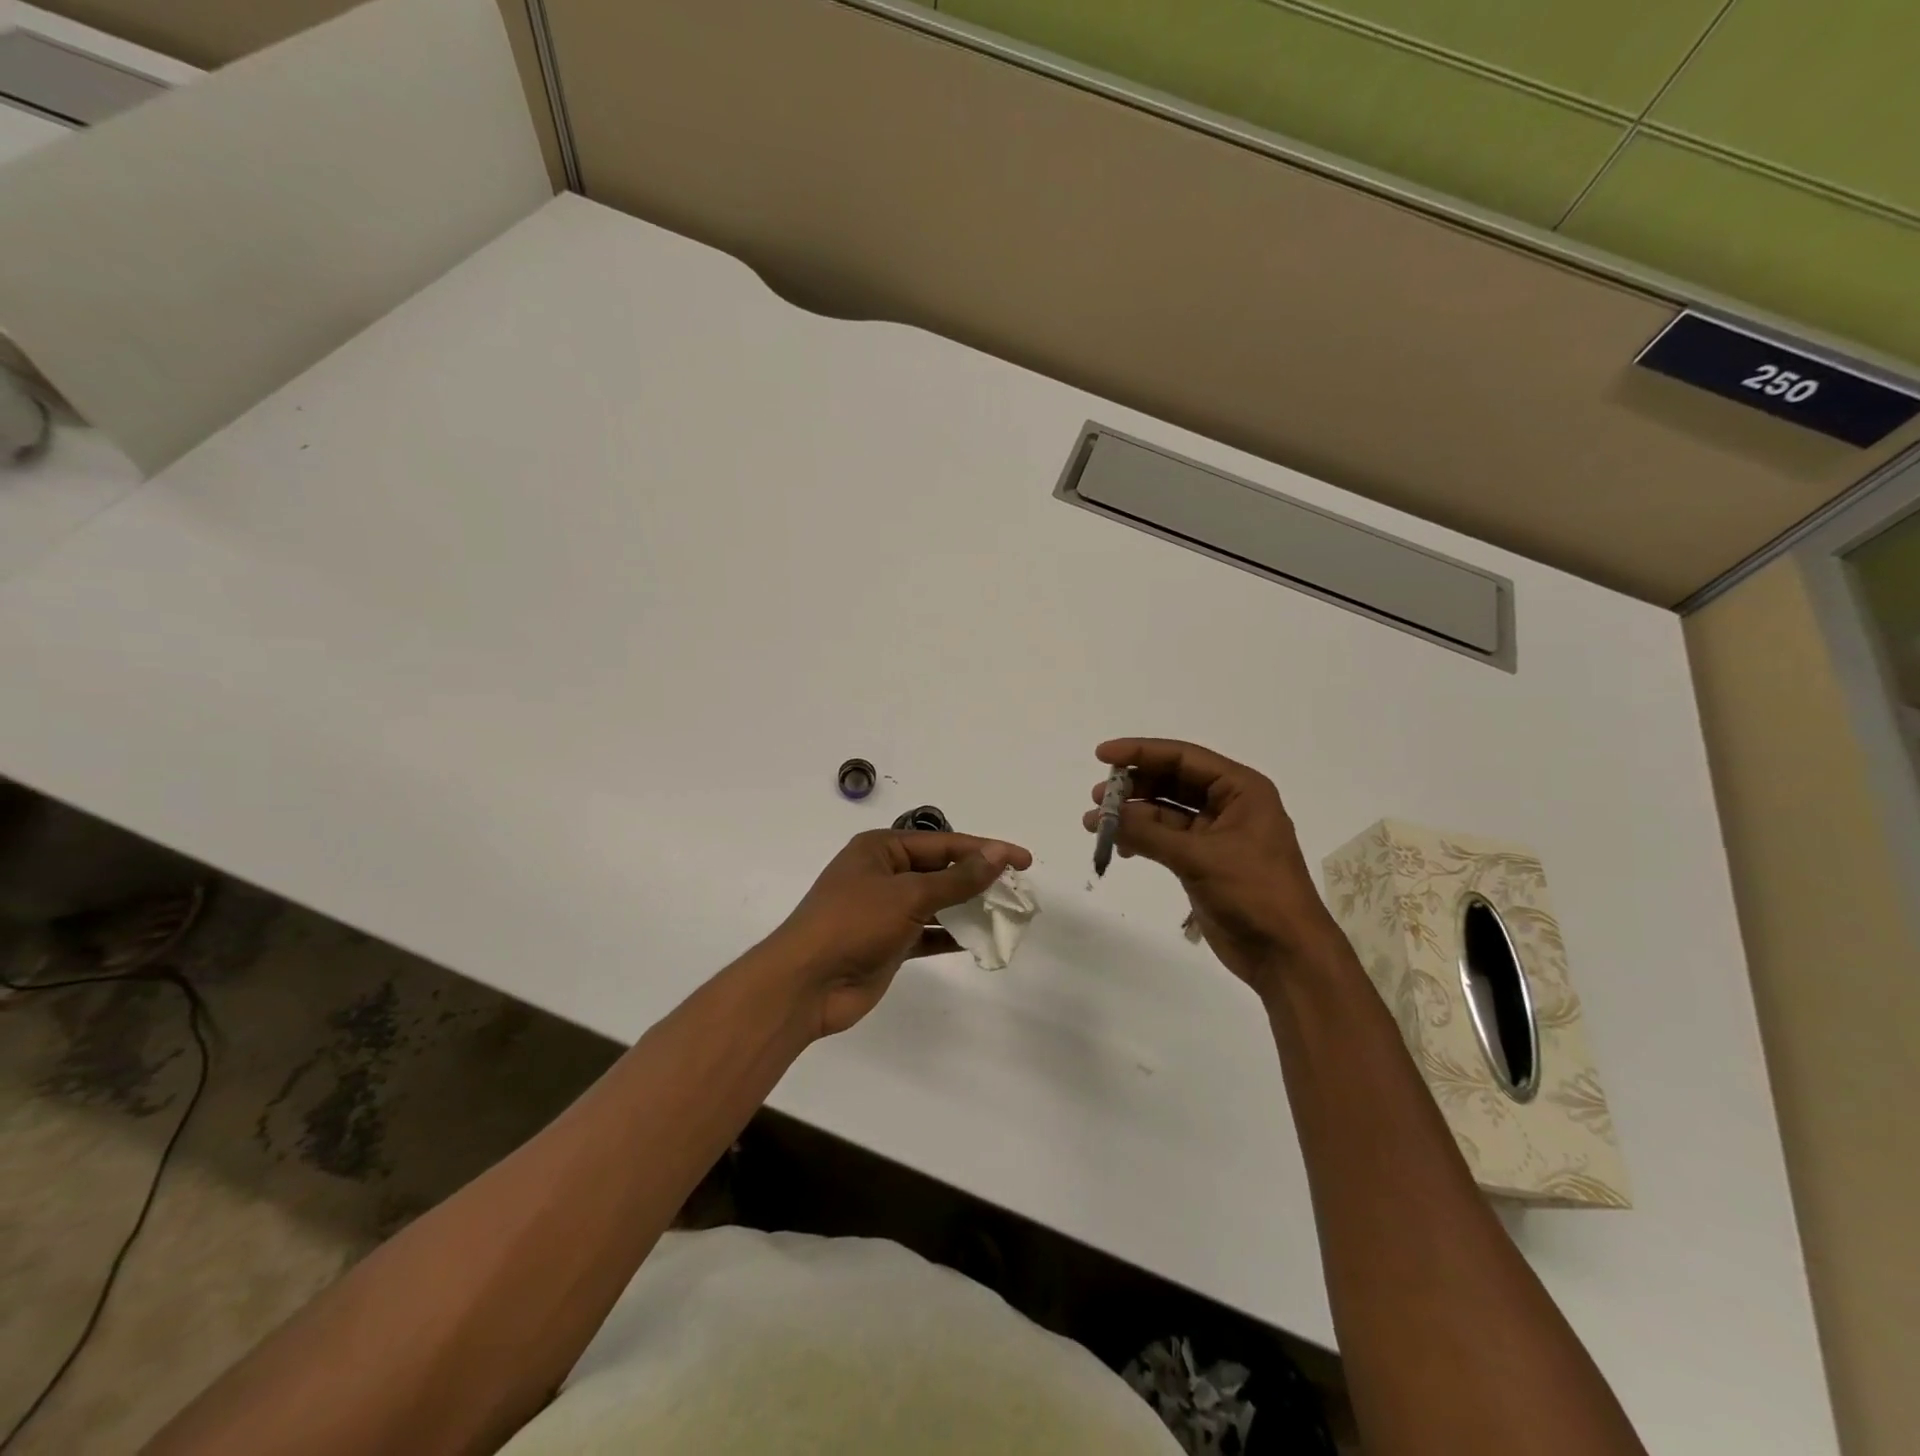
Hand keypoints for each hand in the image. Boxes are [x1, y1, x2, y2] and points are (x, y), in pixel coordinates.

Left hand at [766, 830, 1031, 1037]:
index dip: (986, 850)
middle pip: (942, 871)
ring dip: (968, 908)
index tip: (1024, 860)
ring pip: (937, 903)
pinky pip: (929, 933)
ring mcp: (886, 910)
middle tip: (1018, 891)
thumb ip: (957, 878)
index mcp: (882, 849)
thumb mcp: (909, 895)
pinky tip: (979, 941)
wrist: (806, 985)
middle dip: (978, 880)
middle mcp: (884, 874)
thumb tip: (999, 855)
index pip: (945, 843)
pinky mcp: (889, 943)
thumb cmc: (853, 923)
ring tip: (1006, 915)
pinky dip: (952, 936)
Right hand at [1084, 738, 1346, 1000]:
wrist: (1286, 954)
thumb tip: (1104, 816)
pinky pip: (1165, 839)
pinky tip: (1119, 847)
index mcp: (1241, 790)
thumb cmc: (1255, 893)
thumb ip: (1149, 833)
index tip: (1102, 754)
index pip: (1183, 758)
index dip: (1141, 752)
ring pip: (1165, 812)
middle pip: (1172, 781)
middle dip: (1133, 786)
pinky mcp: (1203, 862)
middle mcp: (1229, 804)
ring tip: (1096, 823)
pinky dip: (1142, 839)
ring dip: (1132, 815)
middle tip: (1097, 797)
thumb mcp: (1199, 857)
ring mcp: (1216, 834)